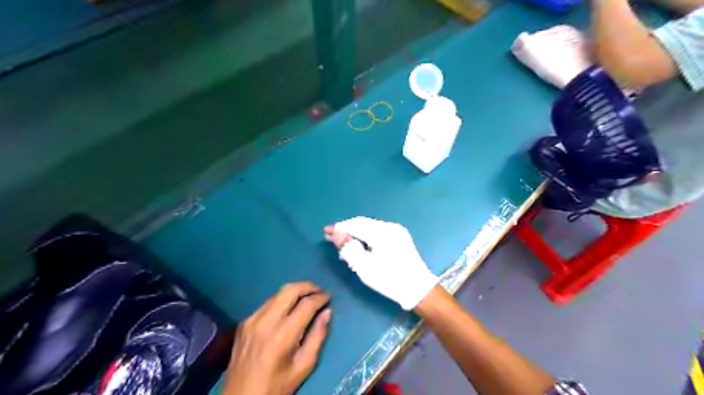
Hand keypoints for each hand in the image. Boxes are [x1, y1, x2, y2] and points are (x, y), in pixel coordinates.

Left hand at [226, 281, 332, 393]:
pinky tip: (288, 309)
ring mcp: (252, 319)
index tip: (329, 297)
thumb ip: (318, 336)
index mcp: (282, 335)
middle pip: (290, 290)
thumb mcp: (304, 366)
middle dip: (308, 286)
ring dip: (295, 292)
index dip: (320, 298)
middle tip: (319, 291)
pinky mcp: (244, 322)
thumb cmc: (277, 386)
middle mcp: (266, 321)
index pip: (306, 305)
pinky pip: (267, 303)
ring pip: (277, 293)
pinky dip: (281, 301)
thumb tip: (327, 312)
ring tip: (307, 297)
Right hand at [326, 217, 438, 309]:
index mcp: (382, 232)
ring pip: (370, 227)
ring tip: (344, 245)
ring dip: (356, 233)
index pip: (356, 224)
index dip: (339, 227)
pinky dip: (367, 236)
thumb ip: (349, 248)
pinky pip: (378, 232)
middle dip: (347, 230)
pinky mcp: (400, 237)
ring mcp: (397, 231)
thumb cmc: (389, 279)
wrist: (418, 289)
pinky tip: (360, 246)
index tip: (325, 232)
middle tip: (332, 238)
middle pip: (363, 223)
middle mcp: (390, 226)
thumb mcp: (364, 267)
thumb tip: (336, 234)